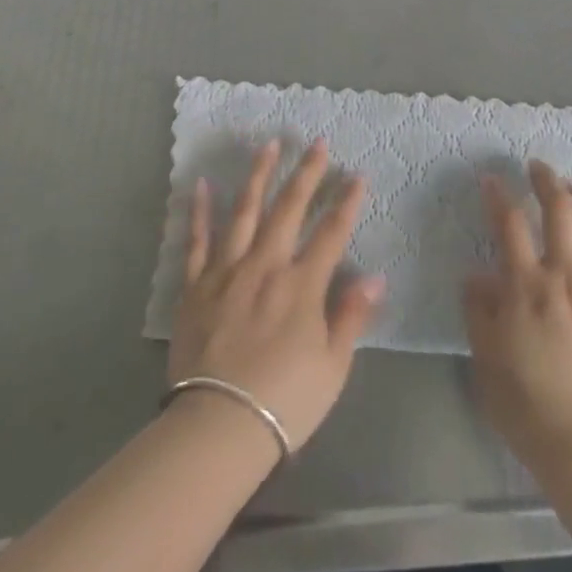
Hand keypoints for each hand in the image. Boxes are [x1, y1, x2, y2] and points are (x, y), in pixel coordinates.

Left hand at [168, 140, 383, 451]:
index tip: (356, 175)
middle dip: (306, 172)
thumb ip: (351, 316)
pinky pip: (197, 241)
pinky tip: (202, 184)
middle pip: (289, 208)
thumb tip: (375, 276)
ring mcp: (228, 271)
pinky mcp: (196, 286)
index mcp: (301, 285)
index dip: (346, 202)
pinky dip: (199, 211)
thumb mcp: (332, 367)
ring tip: (269, 145)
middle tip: (317, 142)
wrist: (217, 428)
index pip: (331, 233)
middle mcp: (266, 265)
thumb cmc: (283, 402)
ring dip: (259, 175)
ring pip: (245, 211)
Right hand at [463, 160, 571, 473]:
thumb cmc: (529, 405)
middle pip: (559, 207)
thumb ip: (479, 311)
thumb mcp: (486, 360)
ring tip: (570, 190)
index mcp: (527, 285)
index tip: (491, 178)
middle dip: (546, 179)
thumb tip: (475, 275)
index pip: (509, 222)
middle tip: (536, 166)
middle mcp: (566, 274)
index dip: (498, 194)